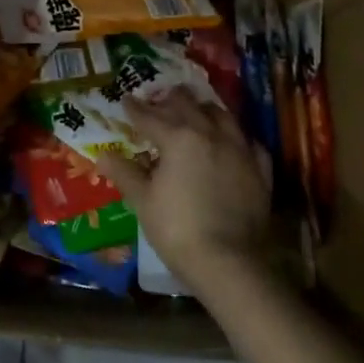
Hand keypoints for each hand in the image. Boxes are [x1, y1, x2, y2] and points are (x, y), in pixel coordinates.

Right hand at [97, 88, 273, 291]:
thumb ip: (125, 173)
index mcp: (178, 137)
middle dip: (170, 100)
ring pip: (222, 115)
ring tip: (195, 110)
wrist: (228, 263)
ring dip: (204, 109)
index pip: (150, 116)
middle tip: (159, 100)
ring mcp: (239, 150)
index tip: (126, 100)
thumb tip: (103, 156)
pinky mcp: (260, 170)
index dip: (135, 108)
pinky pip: (249, 142)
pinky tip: (232, 142)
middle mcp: (210, 134)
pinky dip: (237, 137)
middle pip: (188, 105)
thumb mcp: (143, 201)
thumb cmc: (177, 229)